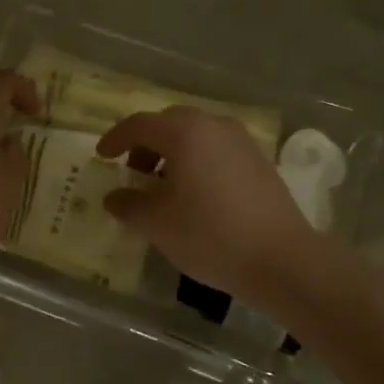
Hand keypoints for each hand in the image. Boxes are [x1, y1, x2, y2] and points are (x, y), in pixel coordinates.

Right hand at [97, 106, 320, 304]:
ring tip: (164, 187)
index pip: (139, 124)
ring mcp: (241, 141)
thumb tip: (114, 197)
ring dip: (173, 153)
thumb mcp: (157, 223)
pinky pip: (216, 150)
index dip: (115, 139)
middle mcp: (214, 126)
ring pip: (196, 136)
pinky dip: (197, 161)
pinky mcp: (259, 161)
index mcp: (185, 132)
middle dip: (146, 144)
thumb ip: (128, 204)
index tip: (102, 156)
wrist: (282, 259)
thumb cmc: (210, 234)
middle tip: (133, 172)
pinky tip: (195, 194)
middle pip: (169, 124)